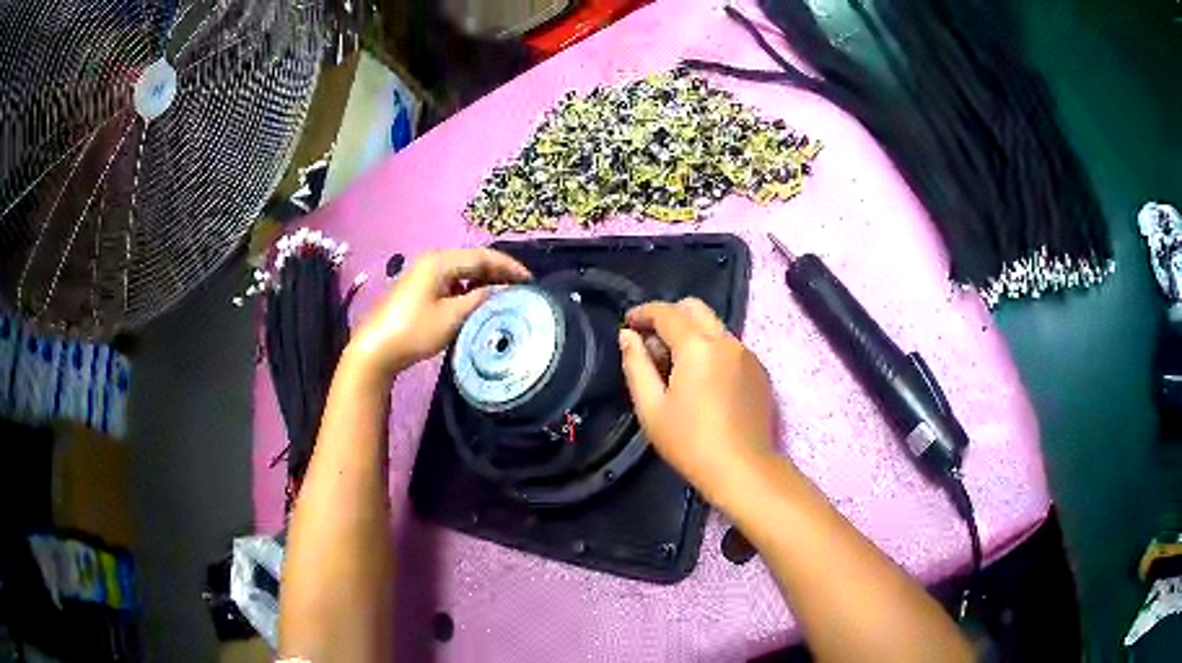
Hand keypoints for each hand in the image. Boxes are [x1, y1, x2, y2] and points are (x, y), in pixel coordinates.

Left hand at [347, 249, 530, 379]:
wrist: (376, 348)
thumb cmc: (414, 331)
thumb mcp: (452, 317)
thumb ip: (479, 300)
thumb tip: (501, 291)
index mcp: (440, 262)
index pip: (483, 256)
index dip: (508, 266)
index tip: (530, 280)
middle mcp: (433, 261)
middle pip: (473, 260)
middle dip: (498, 272)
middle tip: (521, 288)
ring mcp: (425, 274)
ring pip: (463, 271)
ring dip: (484, 280)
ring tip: (505, 296)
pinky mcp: (420, 288)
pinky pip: (452, 281)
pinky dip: (469, 288)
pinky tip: (479, 302)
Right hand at [619, 298, 779, 500]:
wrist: (743, 469)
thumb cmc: (690, 442)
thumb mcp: (651, 407)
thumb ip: (636, 365)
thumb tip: (628, 336)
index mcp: (698, 346)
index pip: (667, 312)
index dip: (643, 312)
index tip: (628, 323)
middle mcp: (726, 340)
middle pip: (695, 308)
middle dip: (669, 316)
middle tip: (652, 344)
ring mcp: (748, 354)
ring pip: (714, 327)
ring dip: (691, 334)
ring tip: (676, 368)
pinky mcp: (760, 370)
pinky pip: (730, 347)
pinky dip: (711, 351)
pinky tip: (704, 383)